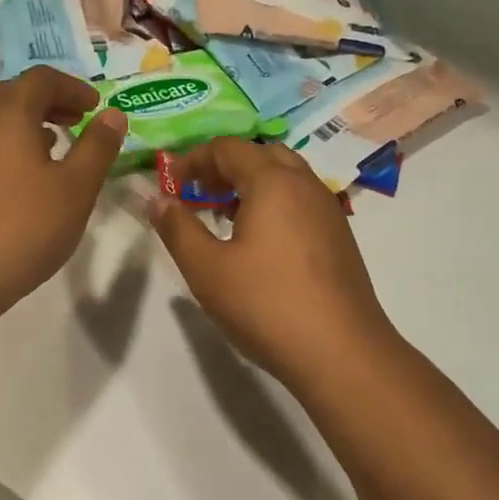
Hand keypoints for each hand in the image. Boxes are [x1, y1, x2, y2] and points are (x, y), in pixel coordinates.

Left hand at [0, 67, 126, 329]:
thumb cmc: (24, 227)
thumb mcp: (76, 188)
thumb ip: (98, 146)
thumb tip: (112, 114)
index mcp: (7, 113)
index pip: (42, 78)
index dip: (74, 87)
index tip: (96, 107)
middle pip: (15, 93)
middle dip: (51, 101)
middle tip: (79, 122)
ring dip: (28, 123)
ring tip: (56, 148)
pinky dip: (9, 144)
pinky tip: (25, 178)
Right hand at [149, 138, 395, 391]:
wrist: (341, 352)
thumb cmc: (266, 305)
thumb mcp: (207, 269)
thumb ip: (177, 228)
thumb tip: (157, 199)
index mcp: (273, 181)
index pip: (228, 147)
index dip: (193, 159)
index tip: (170, 185)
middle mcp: (305, 184)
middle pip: (261, 155)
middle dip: (224, 167)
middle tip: (198, 195)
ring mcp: (328, 210)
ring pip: (286, 177)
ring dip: (251, 185)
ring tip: (223, 218)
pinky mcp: (339, 237)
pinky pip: (301, 201)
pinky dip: (274, 204)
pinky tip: (259, 243)